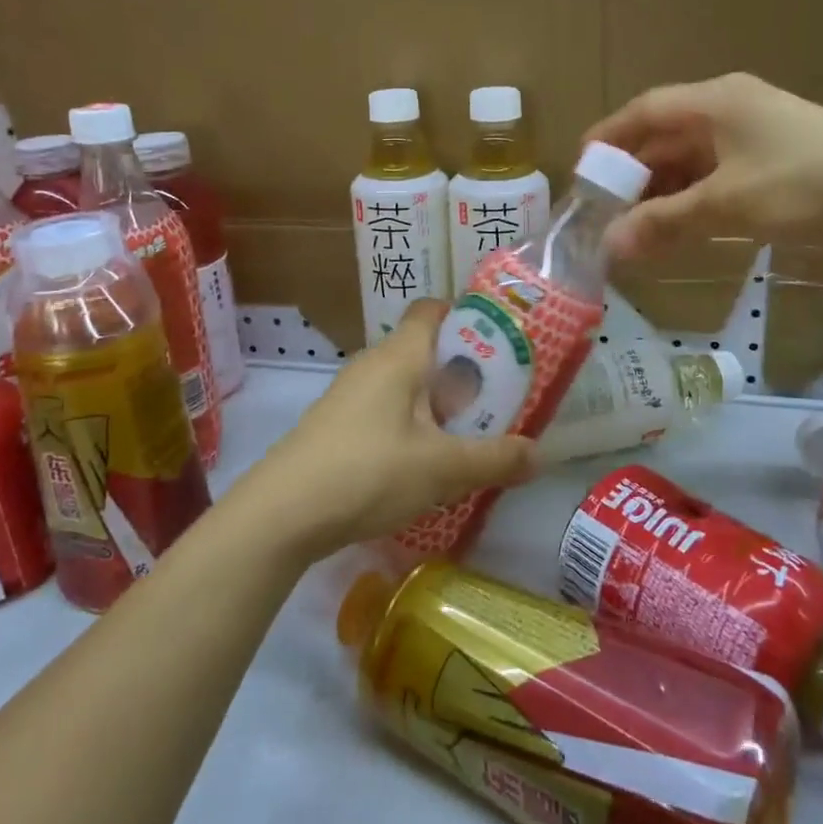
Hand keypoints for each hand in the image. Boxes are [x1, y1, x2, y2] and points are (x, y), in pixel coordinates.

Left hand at [232, 300, 537, 560]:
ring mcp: (350, 396)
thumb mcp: (442, 469)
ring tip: (470, 437)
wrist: (282, 514)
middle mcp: (373, 364)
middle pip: (426, 350)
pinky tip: (425, 465)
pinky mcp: (338, 426)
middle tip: (499, 402)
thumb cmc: (369, 472)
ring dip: (439, 405)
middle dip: (465, 373)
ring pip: (407, 385)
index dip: (468, 317)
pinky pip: (387, 411)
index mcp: (400, 355)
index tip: (502, 345)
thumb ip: (495, 459)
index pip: (433, 309)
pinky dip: (413, 426)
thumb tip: (540, 454)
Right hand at [586, 73, 822, 258]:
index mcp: (714, 102)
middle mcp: (731, 108)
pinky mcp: (777, 158)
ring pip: (692, 157)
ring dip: (662, 189)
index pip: (643, 112)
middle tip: (604, 211)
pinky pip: (718, 173)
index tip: (581, 172)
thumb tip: (609, 247)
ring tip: (635, 225)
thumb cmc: (808, 184)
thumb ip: (665, 222)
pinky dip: (694, 196)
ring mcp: (757, 132)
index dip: (608, 139)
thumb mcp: (729, 204)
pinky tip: (682, 225)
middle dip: (633, 173)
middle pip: (665, 135)